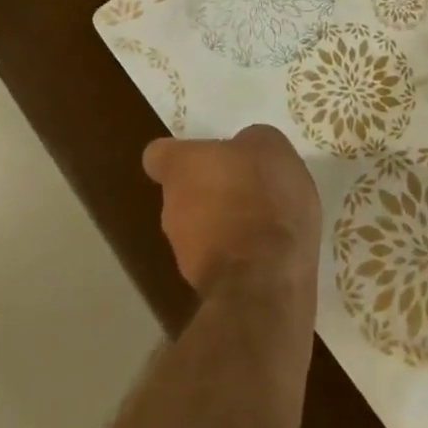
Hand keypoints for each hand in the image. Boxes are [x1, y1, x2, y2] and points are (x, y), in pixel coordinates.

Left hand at [143, 125, 320, 298]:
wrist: (266, 279)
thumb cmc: (263, 196)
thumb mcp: (269, 146)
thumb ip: (248, 142)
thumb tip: (242, 150)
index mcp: (180, 167)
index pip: (158, 156)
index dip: (179, 154)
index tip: (204, 155)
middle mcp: (171, 206)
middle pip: (183, 192)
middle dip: (210, 188)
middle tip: (247, 184)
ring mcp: (183, 251)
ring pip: (199, 227)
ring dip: (224, 222)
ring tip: (264, 219)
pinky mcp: (203, 285)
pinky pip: (219, 257)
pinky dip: (237, 252)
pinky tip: (268, 249)